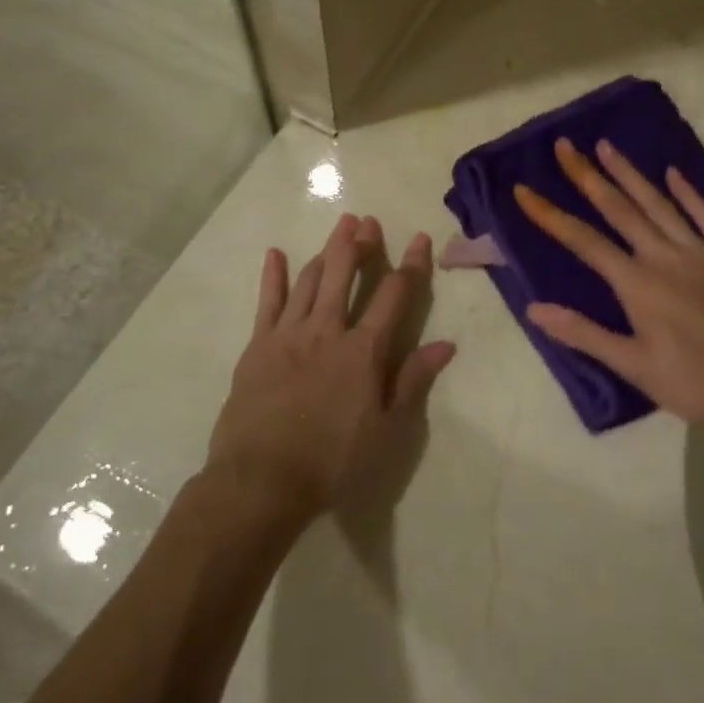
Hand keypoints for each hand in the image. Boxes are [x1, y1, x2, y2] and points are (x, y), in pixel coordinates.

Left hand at [208, 215, 456, 519]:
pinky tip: (275, 254)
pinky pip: (267, 302)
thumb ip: (413, 381)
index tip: (421, 238)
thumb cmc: (333, 461)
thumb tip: (445, 345)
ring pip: (311, 281)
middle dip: (360, 244)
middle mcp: (328, 330)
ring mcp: (289, 334)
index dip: (411, 264)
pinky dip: (273, 276)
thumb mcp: (387, 430)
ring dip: (327, 252)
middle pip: (346, 275)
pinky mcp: (258, 346)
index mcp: (364, 351)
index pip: (394, 295)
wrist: (262, 481)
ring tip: (339, 229)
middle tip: (367, 221)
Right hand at [514, 138, 703, 430]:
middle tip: (566, 146)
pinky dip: (689, 193)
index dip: (550, 215)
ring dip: (630, 174)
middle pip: (619, 209)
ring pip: (658, 204)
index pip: (583, 241)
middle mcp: (663, 256)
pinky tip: (673, 173)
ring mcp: (699, 252)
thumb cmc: (694, 381)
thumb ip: (583, 334)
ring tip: (607, 146)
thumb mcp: (633, 366)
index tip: (523, 190)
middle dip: (588, 176)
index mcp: (636, 283)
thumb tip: (534, 309)